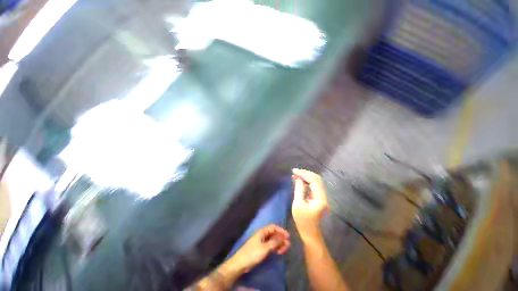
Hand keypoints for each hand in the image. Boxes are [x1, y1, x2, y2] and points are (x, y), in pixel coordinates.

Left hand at [226, 225, 289, 273]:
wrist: (241, 263)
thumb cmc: (253, 253)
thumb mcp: (265, 248)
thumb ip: (275, 242)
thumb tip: (284, 237)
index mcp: (262, 232)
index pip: (274, 227)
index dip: (281, 231)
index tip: (288, 237)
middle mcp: (263, 235)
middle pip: (274, 234)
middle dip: (281, 238)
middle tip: (287, 246)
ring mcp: (262, 242)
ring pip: (273, 240)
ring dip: (279, 244)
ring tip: (284, 250)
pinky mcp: (261, 249)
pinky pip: (270, 246)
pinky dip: (275, 248)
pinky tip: (279, 252)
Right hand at [291, 168, 328, 240]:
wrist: (309, 233)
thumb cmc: (302, 221)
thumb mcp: (298, 204)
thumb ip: (299, 189)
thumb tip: (298, 178)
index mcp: (320, 198)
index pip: (314, 180)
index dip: (304, 174)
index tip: (294, 171)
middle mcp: (323, 196)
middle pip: (317, 179)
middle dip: (305, 173)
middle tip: (295, 172)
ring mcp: (322, 196)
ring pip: (316, 181)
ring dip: (306, 176)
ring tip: (296, 174)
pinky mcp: (318, 197)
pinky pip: (313, 185)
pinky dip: (307, 181)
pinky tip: (300, 179)